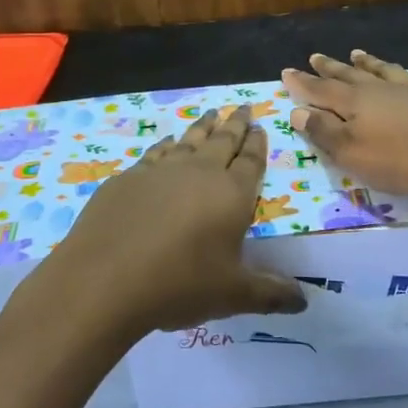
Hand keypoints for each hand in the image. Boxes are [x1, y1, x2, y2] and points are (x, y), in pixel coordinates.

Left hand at [31, 105, 306, 340]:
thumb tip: (304, 301)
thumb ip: (270, 294)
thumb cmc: (179, 284)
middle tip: (242, 107)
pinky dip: (167, 145)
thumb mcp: (232, 295)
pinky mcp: (128, 178)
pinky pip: (156, 153)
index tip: (260, 126)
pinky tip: (168, 142)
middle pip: (222, 141)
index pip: (251, 162)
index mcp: (232, 195)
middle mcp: (199, 173)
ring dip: (202, 127)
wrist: (104, 279)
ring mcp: (160, 171)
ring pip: (189, 141)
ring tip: (211, 115)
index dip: (257, 144)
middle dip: (235, 124)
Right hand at [281, 50, 407, 200]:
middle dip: (331, 68)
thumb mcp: (353, 154)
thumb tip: (298, 111)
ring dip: (371, 63)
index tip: (286, 72)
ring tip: (358, 53)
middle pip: (351, 76)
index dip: (302, 83)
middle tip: (316, 56)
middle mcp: (383, 90)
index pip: (321, 91)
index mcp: (356, 103)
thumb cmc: (402, 161)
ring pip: (387, 71)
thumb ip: (324, 133)